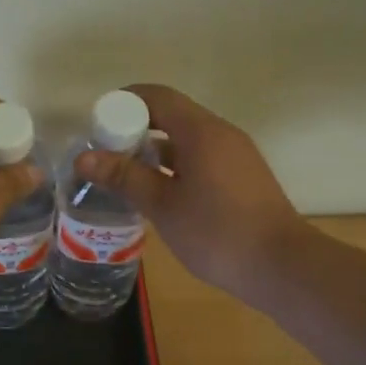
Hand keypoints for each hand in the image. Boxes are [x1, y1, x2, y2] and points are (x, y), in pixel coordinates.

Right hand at [74, 84, 305, 300]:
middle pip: (171, 115)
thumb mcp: (162, 206)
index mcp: (201, 131)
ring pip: (186, 140)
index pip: (157, 97)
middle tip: (104, 154)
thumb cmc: (217, 233)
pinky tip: (156, 193)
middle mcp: (221, 134)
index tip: (97, 126)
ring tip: (123, 175)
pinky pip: (200, 158)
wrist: (282, 267)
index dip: (123, 103)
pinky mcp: (242, 177)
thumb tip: (84, 157)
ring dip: (153, 151)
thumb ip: (124, 177)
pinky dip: (174, 166)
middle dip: (134, 129)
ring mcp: (235, 155)